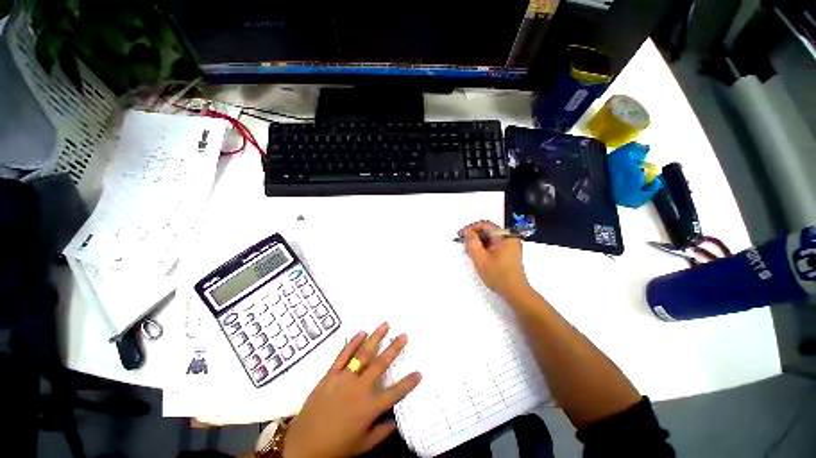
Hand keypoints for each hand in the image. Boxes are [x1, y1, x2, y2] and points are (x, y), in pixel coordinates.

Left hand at [283, 323, 421, 457]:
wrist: (302, 446)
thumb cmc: (335, 448)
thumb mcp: (362, 446)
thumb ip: (382, 432)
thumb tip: (397, 421)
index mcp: (369, 408)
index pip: (395, 393)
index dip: (409, 383)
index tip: (419, 372)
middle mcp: (359, 389)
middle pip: (380, 364)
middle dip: (394, 348)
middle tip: (404, 335)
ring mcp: (344, 379)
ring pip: (363, 354)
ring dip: (375, 338)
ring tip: (385, 325)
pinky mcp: (330, 375)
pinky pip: (343, 356)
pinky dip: (353, 343)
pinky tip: (361, 332)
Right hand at [459, 220, 530, 299]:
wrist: (516, 293)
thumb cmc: (497, 275)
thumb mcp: (480, 258)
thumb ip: (472, 242)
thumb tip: (467, 232)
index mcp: (505, 236)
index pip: (485, 225)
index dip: (470, 228)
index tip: (460, 235)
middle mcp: (509, 238)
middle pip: (488, 231)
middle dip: (474, 237)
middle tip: (463, 244)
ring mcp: (510, 246)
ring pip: (490, 239)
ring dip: (478, 243)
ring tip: (469, 252)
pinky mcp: (509, 253)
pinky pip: (494, 246)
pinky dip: (484, 249)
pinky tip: (478, 256)